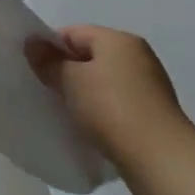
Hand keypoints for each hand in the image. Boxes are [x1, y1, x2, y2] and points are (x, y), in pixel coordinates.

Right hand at [28, 24, 194, 194]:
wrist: (162, 161)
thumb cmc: (111, 109)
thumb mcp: (71, 81)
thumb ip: (48, 61)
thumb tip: (32, 43)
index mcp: (119, 39)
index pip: (73, 33)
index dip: (50, 48)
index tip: (35, 71)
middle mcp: (138, 56)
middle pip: (90, 56)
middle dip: (67, 72)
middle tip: (46, 91)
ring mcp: (150, 85)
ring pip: (104, 81)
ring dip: (85, 93)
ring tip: (66, 112)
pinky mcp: (155, 113)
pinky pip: (118, 103)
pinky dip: (102, 110)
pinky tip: (90, 127)